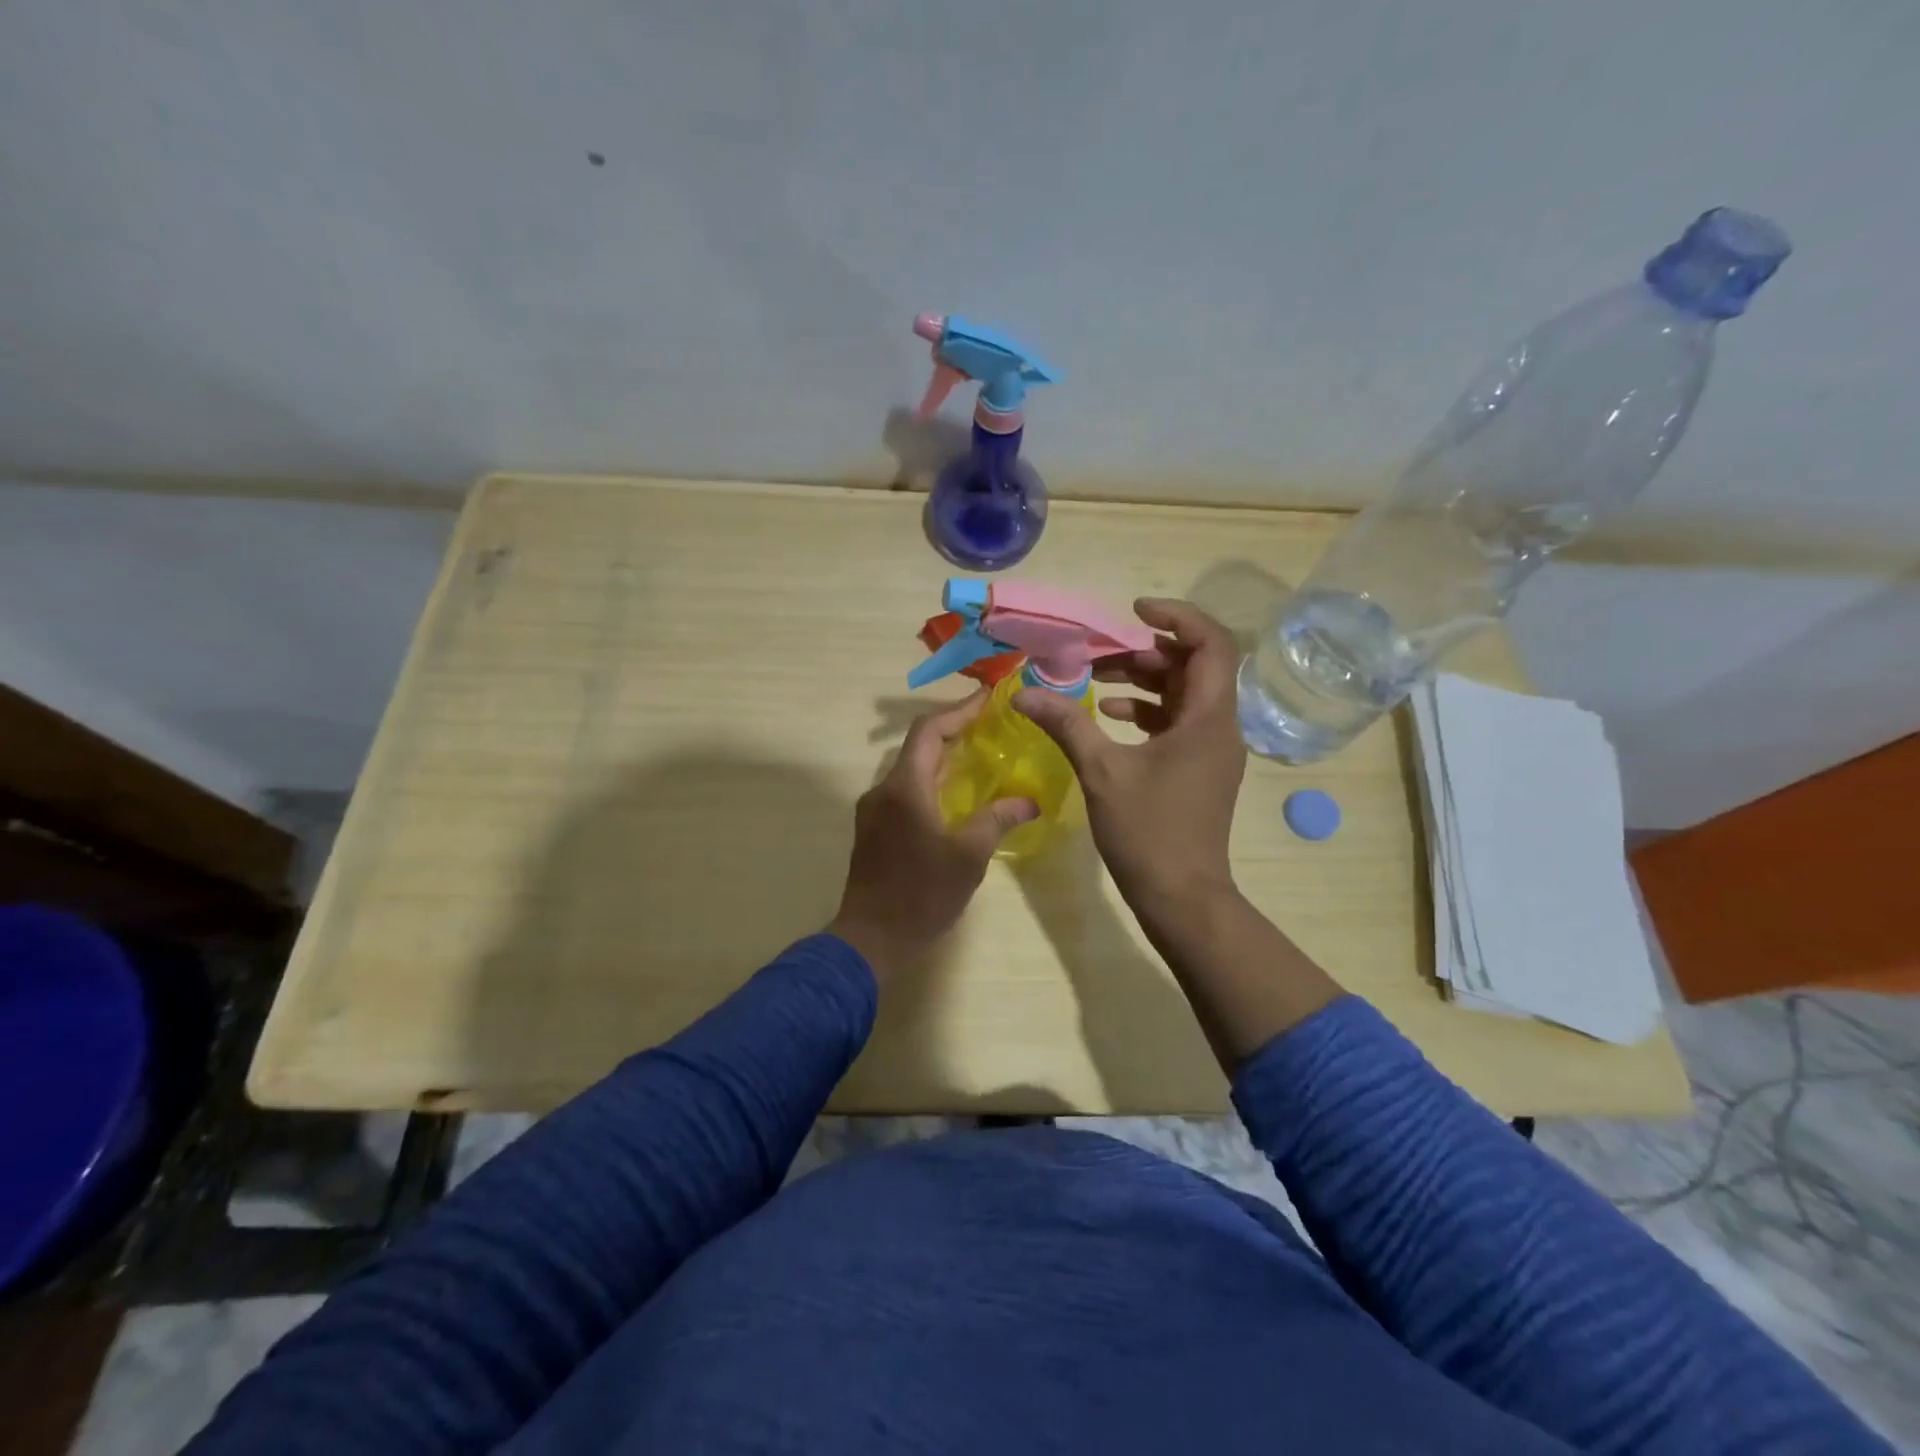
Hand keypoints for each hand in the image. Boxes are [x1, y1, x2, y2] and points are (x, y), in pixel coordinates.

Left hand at [828, 694, 1038, 979]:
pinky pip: (905, 791)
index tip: (989, 698)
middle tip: (992, 726)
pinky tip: (957, 796)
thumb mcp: (968, 856)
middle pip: (919, 746)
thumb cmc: (921, 895)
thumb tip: (1030, 801)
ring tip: (980, 757)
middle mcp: (883, 790)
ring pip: (911, 769)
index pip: (929, 731)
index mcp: (904, 788)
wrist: (871, 939)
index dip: (959, 710)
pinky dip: (932, 782)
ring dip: (943, 758)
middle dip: (954, 730)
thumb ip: (998, 819)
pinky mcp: (873, 830)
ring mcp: (874, 811)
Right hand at [1014, 599, 1246, 929]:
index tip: (1133, 612)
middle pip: (1194, 665)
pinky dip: (1146, 711)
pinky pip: (1177, 722)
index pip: (1211, 643)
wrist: (1181, 896)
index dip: (1177, 616)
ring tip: (1096, 678)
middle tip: (1099, 652)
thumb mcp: (1102, 772)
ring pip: (1184, 694)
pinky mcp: (1198, 767)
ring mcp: (1211, 749)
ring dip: (1143, 680)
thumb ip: (1066, 724)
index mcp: (1208, 718)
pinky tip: (1108, 715)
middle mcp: (1219, 726)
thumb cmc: (1148, 832)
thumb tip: (1023, 693)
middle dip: (1146, 651)